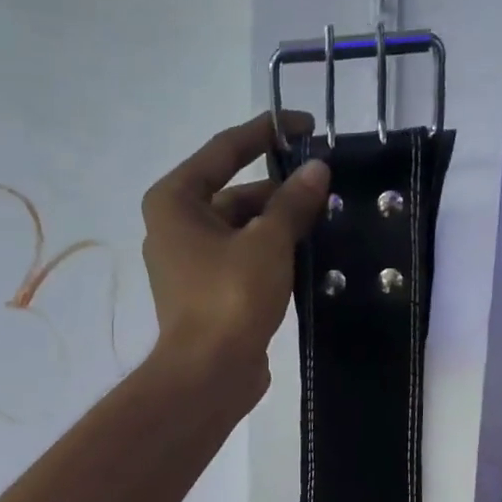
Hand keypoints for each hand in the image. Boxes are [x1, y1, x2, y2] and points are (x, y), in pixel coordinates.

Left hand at [140, 112, 328, 392]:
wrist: (208, 375)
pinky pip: (244, 261)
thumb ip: (293, 202)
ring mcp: (190, 264)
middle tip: (327, 187)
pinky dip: (272, 256)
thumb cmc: (229, 297)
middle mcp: (176, 227)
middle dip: (280, 191)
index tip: (307, 127)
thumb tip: (317, 169)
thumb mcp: (268, 242)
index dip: (266, 133)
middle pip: (235, 194)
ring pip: (242, 231)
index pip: (224, 150)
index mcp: (175, 200)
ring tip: (326, 221)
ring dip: (280, 226)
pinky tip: (309, 256)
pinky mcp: (208, 294)